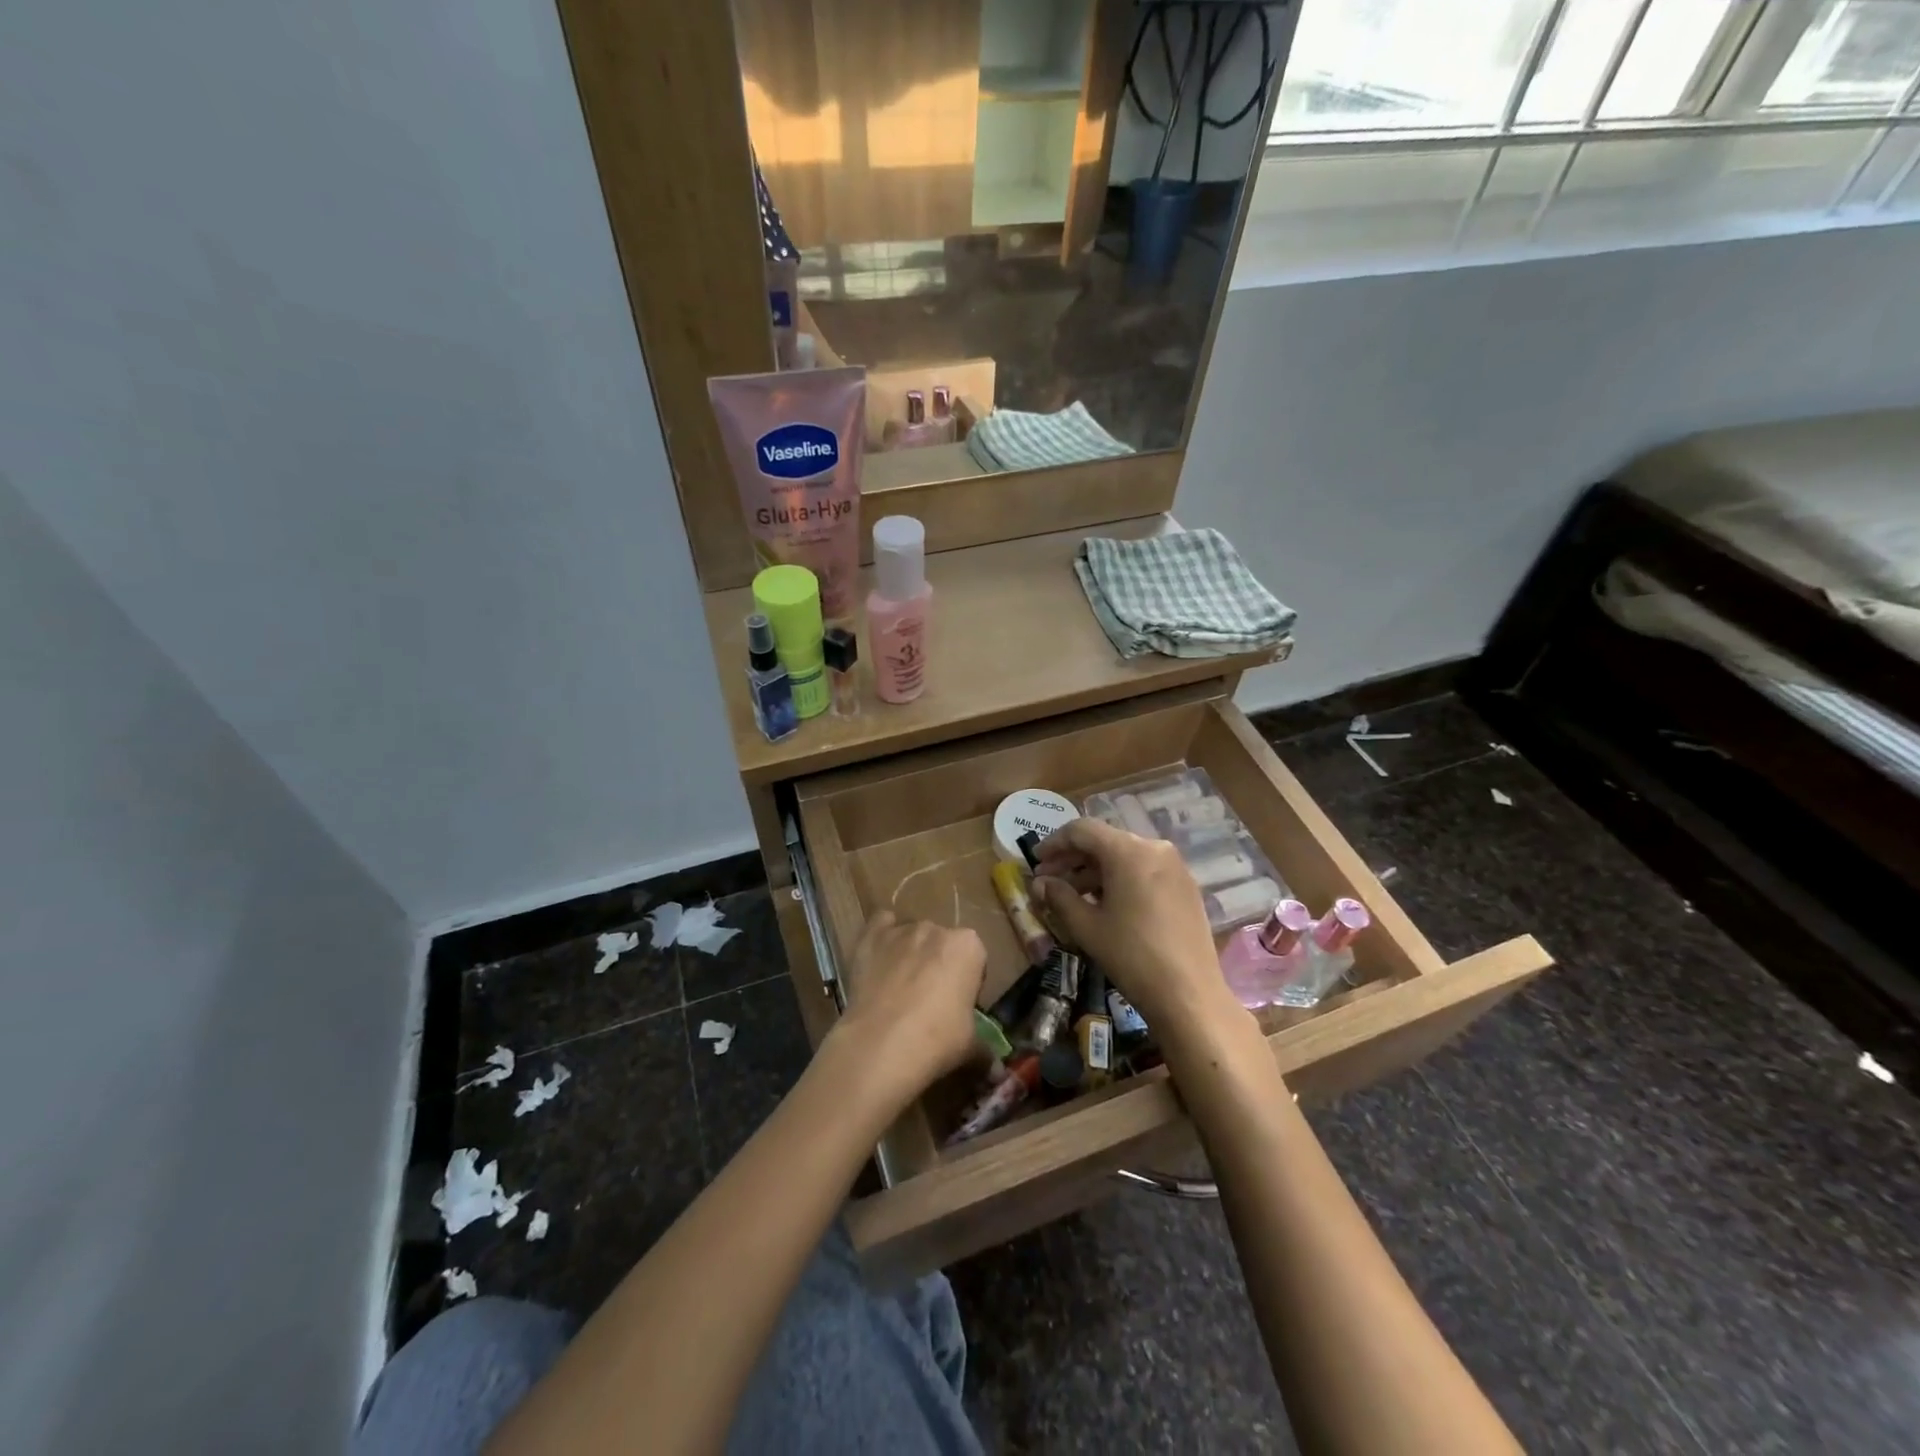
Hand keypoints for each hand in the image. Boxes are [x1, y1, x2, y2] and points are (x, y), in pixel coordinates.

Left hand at [833, 911, 985, 1102]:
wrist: (880, 1045)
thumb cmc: (936, 1040)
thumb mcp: (970, 1047)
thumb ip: (984, 1048)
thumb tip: (994, 1067)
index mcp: (968, 947)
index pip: (975, 958)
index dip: (968, 982)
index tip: (959, 1005)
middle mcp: (936, 929)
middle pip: (942, 944)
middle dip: (939, 965)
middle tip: (929, 1001)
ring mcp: (901, 930)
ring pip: (911, 936)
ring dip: (910, 954)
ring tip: (899, 989)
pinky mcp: (870, 937)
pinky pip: (880, 925)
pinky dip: (882, 938)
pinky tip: (879, 961)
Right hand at [1031, 818, 1236, 1038]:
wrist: (1189, 995)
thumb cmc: (1132, 956)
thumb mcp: (1087, 927)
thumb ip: (1059, 897)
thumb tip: (1040, 883)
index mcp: (1128, 851)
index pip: (1082, 830)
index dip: (1054, 843)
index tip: (1035, 861)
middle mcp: (1155, 848)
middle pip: (1105, 841)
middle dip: (1073, 859)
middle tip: (1048, 880)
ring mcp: (1175, 866)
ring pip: (1125, 856)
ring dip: (1095, 871)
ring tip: (1072, 895)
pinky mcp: (1185, 886)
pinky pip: (1144, 870)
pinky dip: (1119, 879)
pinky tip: (1104, 903)